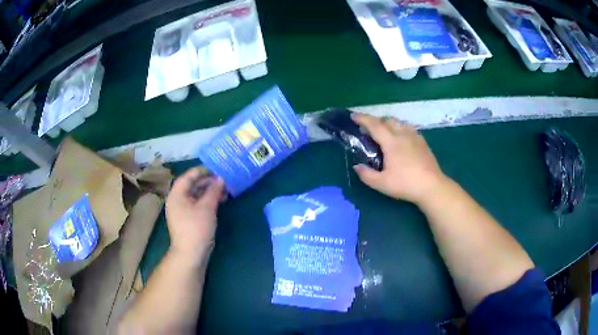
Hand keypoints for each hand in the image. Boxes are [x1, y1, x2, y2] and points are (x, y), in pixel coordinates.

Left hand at [166, 167, 224, 262]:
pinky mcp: (187, 220)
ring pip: (195, 196)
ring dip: (209, 192)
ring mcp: (181, 211)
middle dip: (208, 182)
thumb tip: (221, 178)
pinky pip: (196, 205)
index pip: (188, 176)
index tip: (217, 168)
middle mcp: (177, 200)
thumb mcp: (207, 207)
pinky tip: (218, 202)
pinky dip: (207, 202)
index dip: (202, 171)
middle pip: (192, 186)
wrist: (190, 254)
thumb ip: (214, 190)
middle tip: (224, 180)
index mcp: (177, 194)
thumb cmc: (196, 228)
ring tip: (225, 191)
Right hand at [351, 113, 447, 203]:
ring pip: (399, 122)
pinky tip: (401, 138)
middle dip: (375, 120)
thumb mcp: (381, 184)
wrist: (432, 186)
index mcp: (391, 142)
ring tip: (384, 132)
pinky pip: (408, 129)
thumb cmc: (405, 184)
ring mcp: (415, 137)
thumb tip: (357, 166)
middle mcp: (403, 134)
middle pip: (387, 120)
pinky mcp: (423, 142)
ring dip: (388, 123)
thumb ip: (366, 174)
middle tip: (367, 128)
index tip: (353, 116)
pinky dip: (400, 129)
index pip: (374, 125)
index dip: (362, 119)